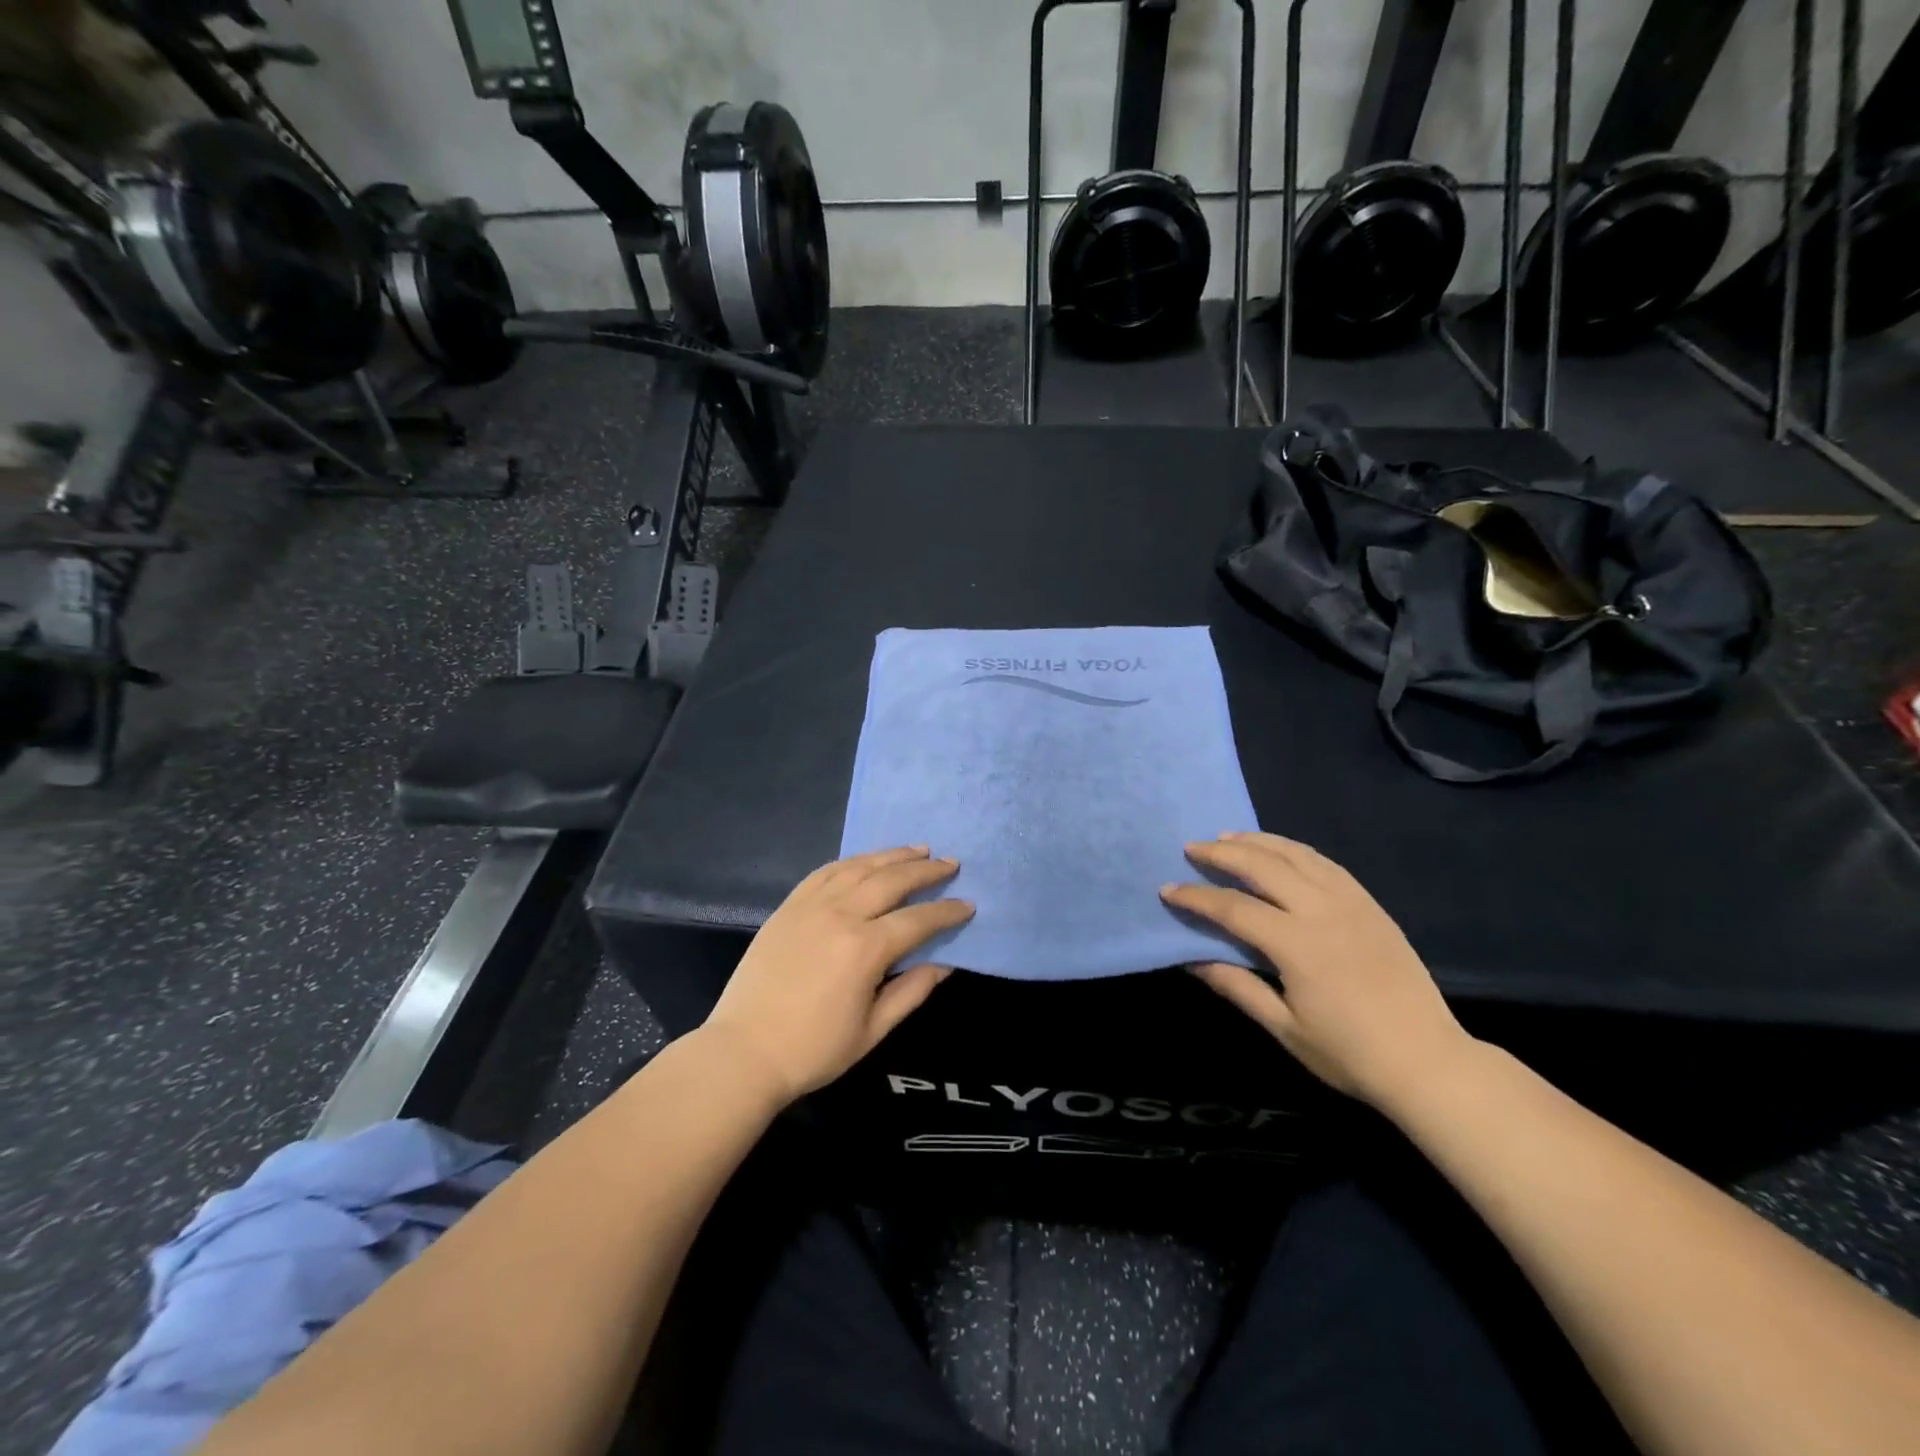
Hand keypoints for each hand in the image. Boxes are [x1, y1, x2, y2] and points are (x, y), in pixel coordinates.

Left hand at [702, 847, 973, 1104]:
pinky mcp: (788, 907)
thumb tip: (943, 963)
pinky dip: (851, 861)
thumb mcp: (872, 1031)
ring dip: (891, 855)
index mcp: (865, 949)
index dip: (946, 911)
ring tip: (917, 849)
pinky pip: (824, 872)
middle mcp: (840, 916)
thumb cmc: (813, 1050)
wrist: (743, 1052)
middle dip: (925, 871)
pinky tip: (865, 860)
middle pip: (891, 880)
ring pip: (858, 867)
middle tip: (950, 863)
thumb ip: (911, 992)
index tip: (968, 904)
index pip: (917, 920)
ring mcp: (810, 906)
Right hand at [1161, 832, 1474, 1108]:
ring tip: (1228, 836)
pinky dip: (1294, 850)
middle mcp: (1322, 911)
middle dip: (1222, 853)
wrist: (1428, 1062)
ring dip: (1258, 842)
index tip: (1168, 890)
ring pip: (1296, 855)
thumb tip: (1191, 959)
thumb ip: (1236, 986)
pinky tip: (1279, 850)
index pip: (1233, 909)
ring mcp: (1351, 903)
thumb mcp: (1284, 1027)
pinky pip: (1326, 864)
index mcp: (1297, 945)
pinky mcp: (1371, 905)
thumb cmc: (1349, 1053)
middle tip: (1192, 848)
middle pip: (1263, 867)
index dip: (1197, 898)